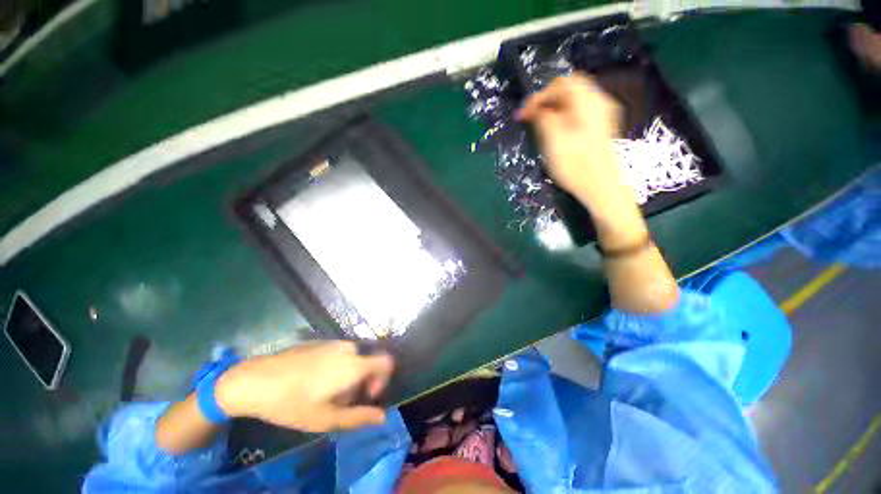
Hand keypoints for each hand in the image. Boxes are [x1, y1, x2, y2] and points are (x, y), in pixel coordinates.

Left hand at [216, 341, 393, 431]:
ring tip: (322, 394)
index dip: (383, 378)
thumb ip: (358, 416)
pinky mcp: (319, 342)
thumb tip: (383, 416)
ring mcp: (333, 343)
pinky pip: (337, 354)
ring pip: (351, 360)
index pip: (386, 362)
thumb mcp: (326, 418)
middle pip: (366, 364)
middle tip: (337, 402)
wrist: (256, 380)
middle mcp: (348, 348)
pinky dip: (334, 367)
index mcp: (354, 365)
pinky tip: (310, 382)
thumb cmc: (293, 403)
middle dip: (359, 383)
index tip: (367, 395)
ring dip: (346, 376)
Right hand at [518, 74, 643, 247]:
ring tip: (538, 125)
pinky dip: (563, 116)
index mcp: (588, 101)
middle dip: (546, 100)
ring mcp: (601, 115)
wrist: (602, 187)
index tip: (522, 115)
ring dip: (553, 109)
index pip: (559, 84)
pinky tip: (555, 131)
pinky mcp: (600, 128)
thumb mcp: (553, 139)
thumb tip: (534, 109)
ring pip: (573, 101)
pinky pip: (578, 113)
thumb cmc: (576, 164)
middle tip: (530, 117)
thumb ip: (543, 117)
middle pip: (568, 89)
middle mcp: (598, 101)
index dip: (538, 97)